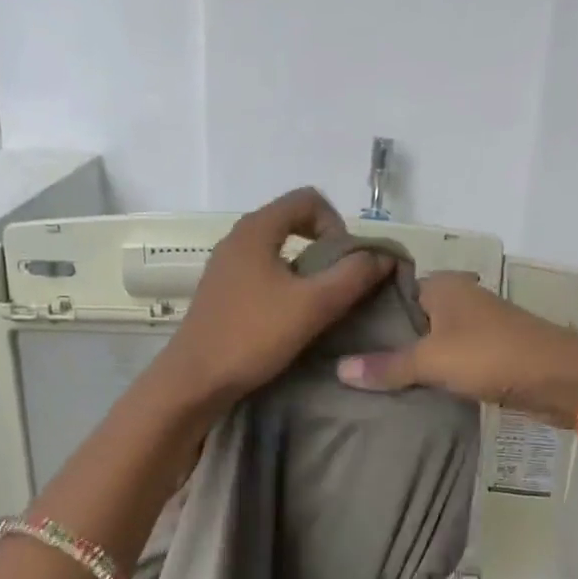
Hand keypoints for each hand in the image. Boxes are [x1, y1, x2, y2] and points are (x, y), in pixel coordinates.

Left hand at [154, 188, 391, 410]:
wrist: (195, 380)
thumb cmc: (253, 336)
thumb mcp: (313, 305)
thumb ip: (353, 276)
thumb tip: (382, 257)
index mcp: (256, 229)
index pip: (308, 199)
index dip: (336, 224)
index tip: (345, 262)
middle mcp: (237, 239)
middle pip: (292, 222)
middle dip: (324, 248)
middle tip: (339, 284)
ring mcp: (225, 266)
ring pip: (277, 251)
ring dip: (305, 269)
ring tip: (319, 304)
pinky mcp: (221, 292)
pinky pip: (261, 273)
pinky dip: (284, 285)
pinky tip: (290, 318)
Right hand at [335, 273, 577, 427]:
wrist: (561, 380)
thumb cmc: (492, 355)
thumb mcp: (433, 360)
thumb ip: (386, 365)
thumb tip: (338, 370)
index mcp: (442, 285)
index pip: (389, 290)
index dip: (362, 309)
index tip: (331, 330)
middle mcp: (456, 299)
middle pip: (406, 318)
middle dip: (379, 339)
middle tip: (337, 360)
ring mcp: (472, 328)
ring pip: (425, 341)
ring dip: (403, 359)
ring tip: (361, 379)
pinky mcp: (484, 355)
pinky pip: (443, 360)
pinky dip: (425, 373)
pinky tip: (399, 391)